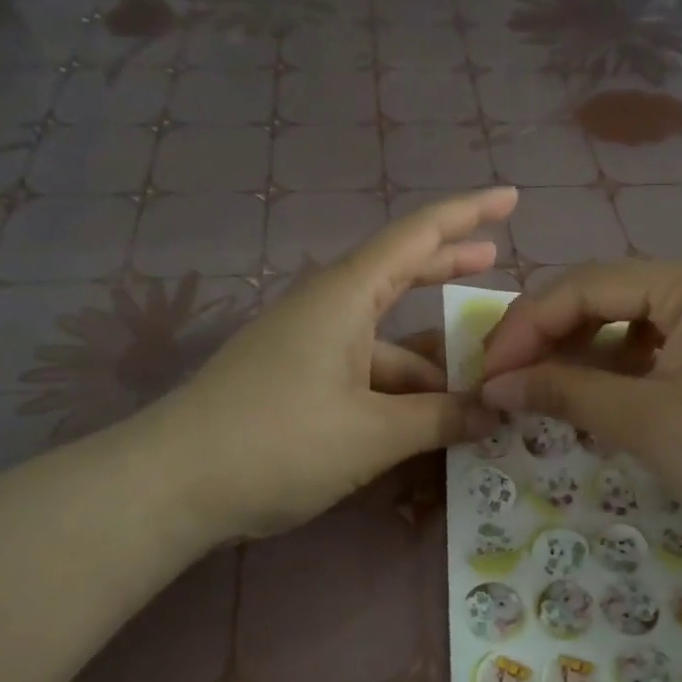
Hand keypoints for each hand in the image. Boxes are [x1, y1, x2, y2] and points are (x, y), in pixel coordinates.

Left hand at [155, 188, 515, 539]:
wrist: (171, 485)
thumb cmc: (278, 441)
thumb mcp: (373, 433)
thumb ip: (440, 419)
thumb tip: (494, 412)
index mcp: (346, 296)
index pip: (417, 235)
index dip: (468, 213)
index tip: (511, 196)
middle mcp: (328, 308)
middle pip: (401, 273)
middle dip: (449, 265)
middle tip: (498, 259)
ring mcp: (309, 345)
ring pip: (385, 339)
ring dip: (429, 357)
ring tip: (481, 379)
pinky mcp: (297, 381)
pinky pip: (364, 371)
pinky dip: (399, 388)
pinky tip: (428, 419)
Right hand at [478, 261, 681, 551]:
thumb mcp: (643, 422)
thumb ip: (564, 392)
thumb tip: (494, 385)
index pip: (586, 286)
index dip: (527, 326)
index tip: (487, 372)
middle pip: (604, 298)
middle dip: (548, 337)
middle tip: (503, 380)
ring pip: (625, 324)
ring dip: (577, 355)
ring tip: (538, 390)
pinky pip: (651, 350)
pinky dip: (613, 371)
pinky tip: (591, 398)